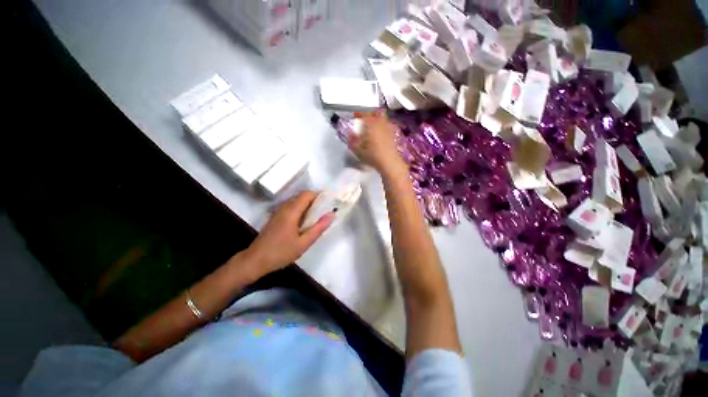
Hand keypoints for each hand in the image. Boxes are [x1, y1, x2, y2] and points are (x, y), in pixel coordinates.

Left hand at [244, 191, 333, 277]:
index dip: (319, 194)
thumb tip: (332, 214)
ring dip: (307, 204)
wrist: (255, 260)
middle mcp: (284, 207)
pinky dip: (300, 208)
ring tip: (317, 215)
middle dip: (314, 199)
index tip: (329, 201)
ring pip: (295, 200)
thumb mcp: (304, 243)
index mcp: (291, 211)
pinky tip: (304, 221)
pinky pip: (290, 206)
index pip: (307, 194)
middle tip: (325, 210)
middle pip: (301, 195)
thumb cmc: (281, 252)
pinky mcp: (275, 216)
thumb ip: (319, 228)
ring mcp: (278, 211)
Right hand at [348, 112, 405, 174]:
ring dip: (377, 118)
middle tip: (364, 119)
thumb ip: (352, 140)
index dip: (358, 113)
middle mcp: (380, 122)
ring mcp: (388, 127)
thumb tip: (349, 132)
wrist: (389, 162)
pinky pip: (387, 124)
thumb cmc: (372, 156)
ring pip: (382, 117)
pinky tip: (380, 133)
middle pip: (375, 112)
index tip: (355, 116)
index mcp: (371, 123)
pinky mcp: (393, 133)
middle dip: (369, 113)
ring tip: (372, 125)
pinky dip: (382, 125)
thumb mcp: (357, 150)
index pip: (364, 112)